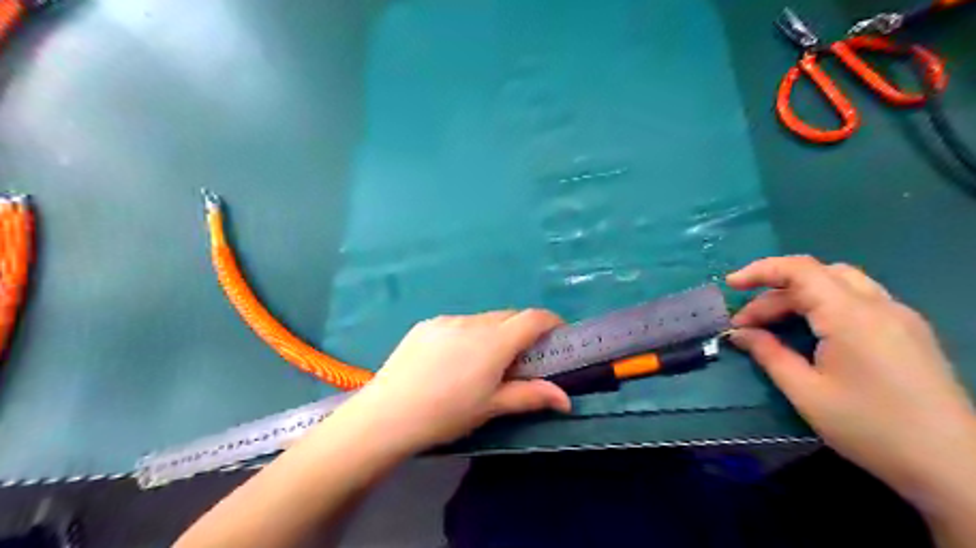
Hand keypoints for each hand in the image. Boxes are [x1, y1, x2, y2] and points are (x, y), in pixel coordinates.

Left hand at [328, 310, 573, 454]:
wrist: (386, 415)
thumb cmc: (446, 414)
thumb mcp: (491, 407)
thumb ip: (531, 396)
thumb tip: (566, 399)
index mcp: (493, 342)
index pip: (532, 318)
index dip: (551, 322)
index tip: (558, 335)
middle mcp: (472, 322)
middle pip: (508, 317)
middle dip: (522, 331)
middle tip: (520, 359)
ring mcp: (446, 320)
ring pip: (483, 319)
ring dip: (494, 333)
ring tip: (482, 362)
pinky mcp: (426, 324)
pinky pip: (458, 323)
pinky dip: (468, 334)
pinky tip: (453, 360)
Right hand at [727, 258, 970, 505]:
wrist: (953, 465)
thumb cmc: (870, 427)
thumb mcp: (806, 392)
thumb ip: (769, 354)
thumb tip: (740, 334)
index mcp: (850, 315)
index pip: (799, 270)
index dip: (760, 271)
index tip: (730, 285)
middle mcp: (878, 305)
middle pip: (816, 275)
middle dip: (774, 293)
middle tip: (747, 324)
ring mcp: (899, 316)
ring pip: (840, 283)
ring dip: (799, 296)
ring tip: (775, 324)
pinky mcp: (909, 331)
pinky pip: (859, 299)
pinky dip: (824, 304)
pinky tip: (813, 331)